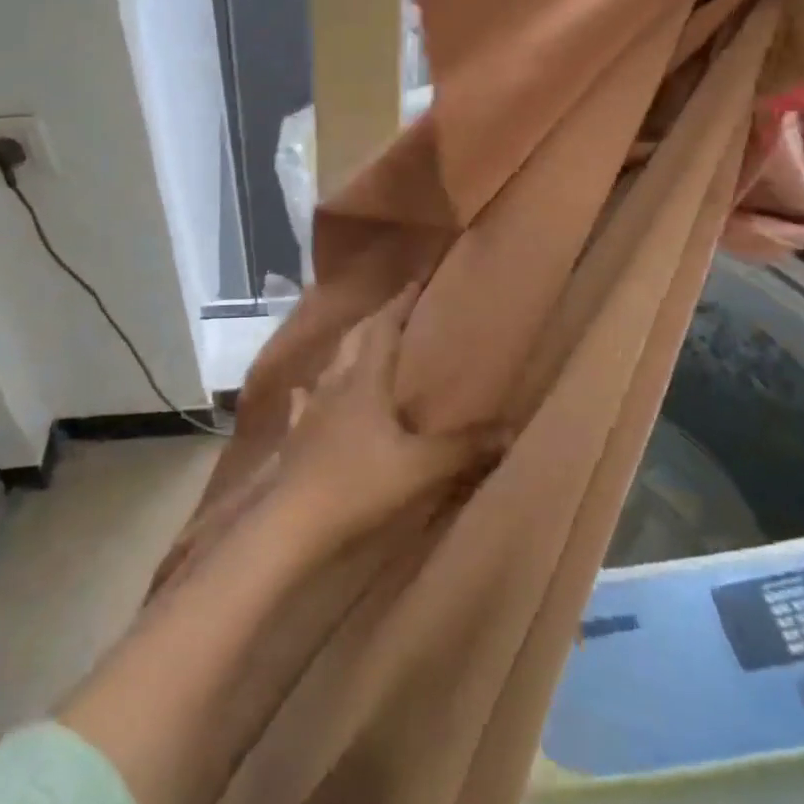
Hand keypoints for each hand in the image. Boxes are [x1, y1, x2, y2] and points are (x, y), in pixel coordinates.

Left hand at [272, 285, 506, 547]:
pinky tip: (308, 394)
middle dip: (376, 320)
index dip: (400, 305)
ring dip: (348, 351)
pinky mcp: (297, 435)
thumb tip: (509, 429)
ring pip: (331, 366)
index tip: (415, 283)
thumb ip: (464, 448)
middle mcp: (336, 384)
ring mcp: (312, 409)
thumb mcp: (421, 467)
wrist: (294, 521)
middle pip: (356, 339)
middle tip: (395, 310)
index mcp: (365, 381)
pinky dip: (313, 392)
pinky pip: (306, 402)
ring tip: (361, 346)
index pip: (384, 329)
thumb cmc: (359, 484)